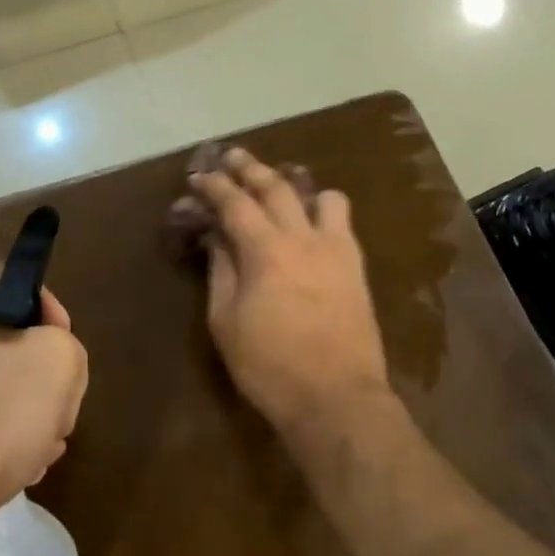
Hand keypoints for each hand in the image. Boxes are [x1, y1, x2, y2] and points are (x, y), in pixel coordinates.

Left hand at [0, 263, 88, 523]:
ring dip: (10, 407)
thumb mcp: (59, 363)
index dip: (45, 304)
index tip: (61, 344)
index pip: (6, 277)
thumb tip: (47, 357)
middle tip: (54, 404)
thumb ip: (64, 344)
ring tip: (37, 447)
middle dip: (31, 369)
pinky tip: (4, 470)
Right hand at [188, 148, 391, 439]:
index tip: (198, 176)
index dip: (214, 186)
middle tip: (232, 156)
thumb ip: (221, 272)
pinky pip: (342, 223)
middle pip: (276, 187)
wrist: (337, 399)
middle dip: (250, 168)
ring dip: (297, 184)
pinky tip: (313, 222)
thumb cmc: (270, 366)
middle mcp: (303, 238)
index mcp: (265, 251)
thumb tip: (217, 238)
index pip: (235, 203)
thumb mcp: (227, 323)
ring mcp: (335, 250)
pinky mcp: (356, 267)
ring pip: (321, 196)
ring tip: (282, 185)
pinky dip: (323, 210)